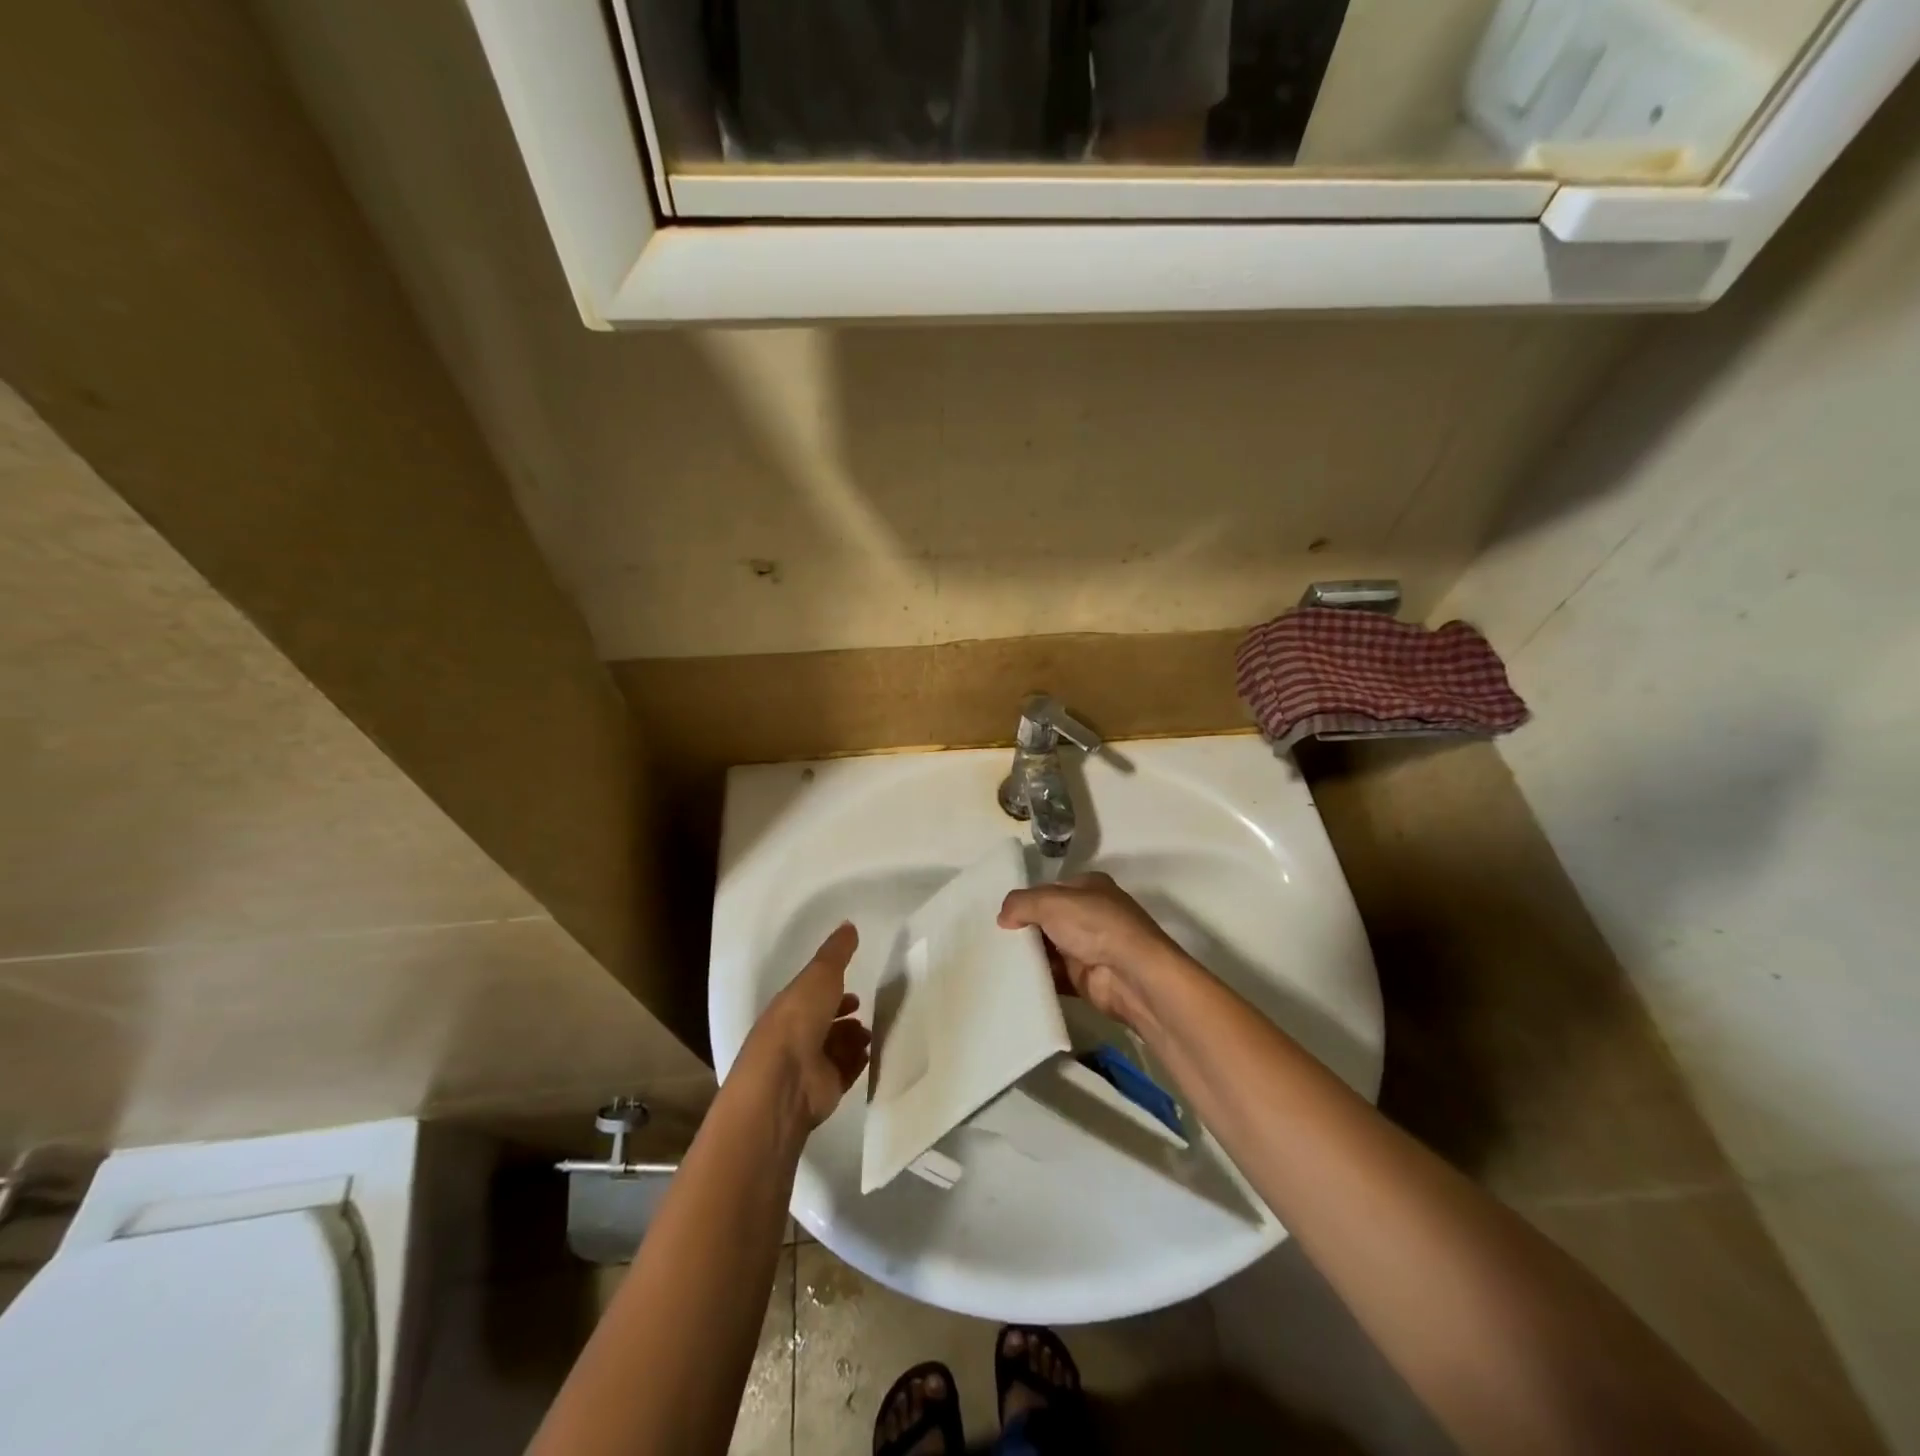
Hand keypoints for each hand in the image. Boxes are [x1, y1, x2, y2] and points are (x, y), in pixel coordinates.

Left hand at [736, 923, 871, 1131]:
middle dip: (846, 1017)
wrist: (786, 1081)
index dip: (833, 991)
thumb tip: (849, 924)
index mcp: (789, 1007)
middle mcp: (797, 1036)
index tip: (855, 989)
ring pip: (837, 1047)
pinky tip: (870, 1054)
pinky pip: (846, 1071)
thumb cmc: (798, 1020)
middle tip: (865, 1012)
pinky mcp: (825, 1089)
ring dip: (854, 1039)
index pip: (812, 997)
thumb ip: (836, 952)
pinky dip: (859, 1062)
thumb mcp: (819, 975)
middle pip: (825, 1023)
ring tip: (870, 1034)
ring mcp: (810, 1065)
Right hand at [998, 873, 1190, 1033]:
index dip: (1026, 900)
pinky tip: (1014, 981)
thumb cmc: (1094, 925)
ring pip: (1050, 949)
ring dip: (1029, 956)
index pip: (1049, 890)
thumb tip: (1003, 917)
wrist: (1132, 975)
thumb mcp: (1050, 902)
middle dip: (1024, 929)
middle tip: (993, 940)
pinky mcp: (1086, 978)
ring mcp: (1090, 947)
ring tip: (996, 961)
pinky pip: (1055, 976)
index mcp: (1089, 887)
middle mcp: (1091, 914)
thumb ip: (1021, 903)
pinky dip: (1038, 978)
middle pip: (1048, 920)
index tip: (1002, 916)